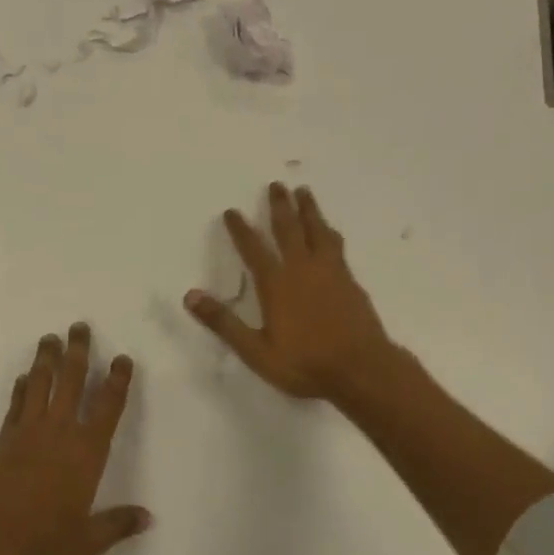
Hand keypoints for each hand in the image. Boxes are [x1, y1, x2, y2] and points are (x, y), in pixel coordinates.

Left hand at [0, 323, 150, 554]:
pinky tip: (23, 376)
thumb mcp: (88, 540)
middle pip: (72, 380)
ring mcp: (29, 430)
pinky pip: (16, 403)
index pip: (108, 406)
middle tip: (79, 327)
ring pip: (41, 383)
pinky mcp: (4, 438)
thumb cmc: (45, 542)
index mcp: (87, 451)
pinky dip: (21, 387)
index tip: (122, 358)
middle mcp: (60, 431)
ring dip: (47, 358)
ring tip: (50, 338)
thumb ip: (118, 524)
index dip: (117, 380)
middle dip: (78, 351)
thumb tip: (148, 518)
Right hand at [184, 183, 395, 401]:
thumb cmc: (305, 363)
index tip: (232, 211)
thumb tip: (190, 296)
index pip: (253, 249)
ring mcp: (330, 272)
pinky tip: (330, 231)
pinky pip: (336, 245)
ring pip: (317, 231)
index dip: (240, 230)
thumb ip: (224, 323)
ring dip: (309, 210)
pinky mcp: (350, 280)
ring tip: (304, 191)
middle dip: (280, 206)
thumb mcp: (256, 351)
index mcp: (277, 284)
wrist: (362, 369)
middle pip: (289, 229)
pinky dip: (329, 232)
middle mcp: (302, 269)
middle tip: (276, 184)